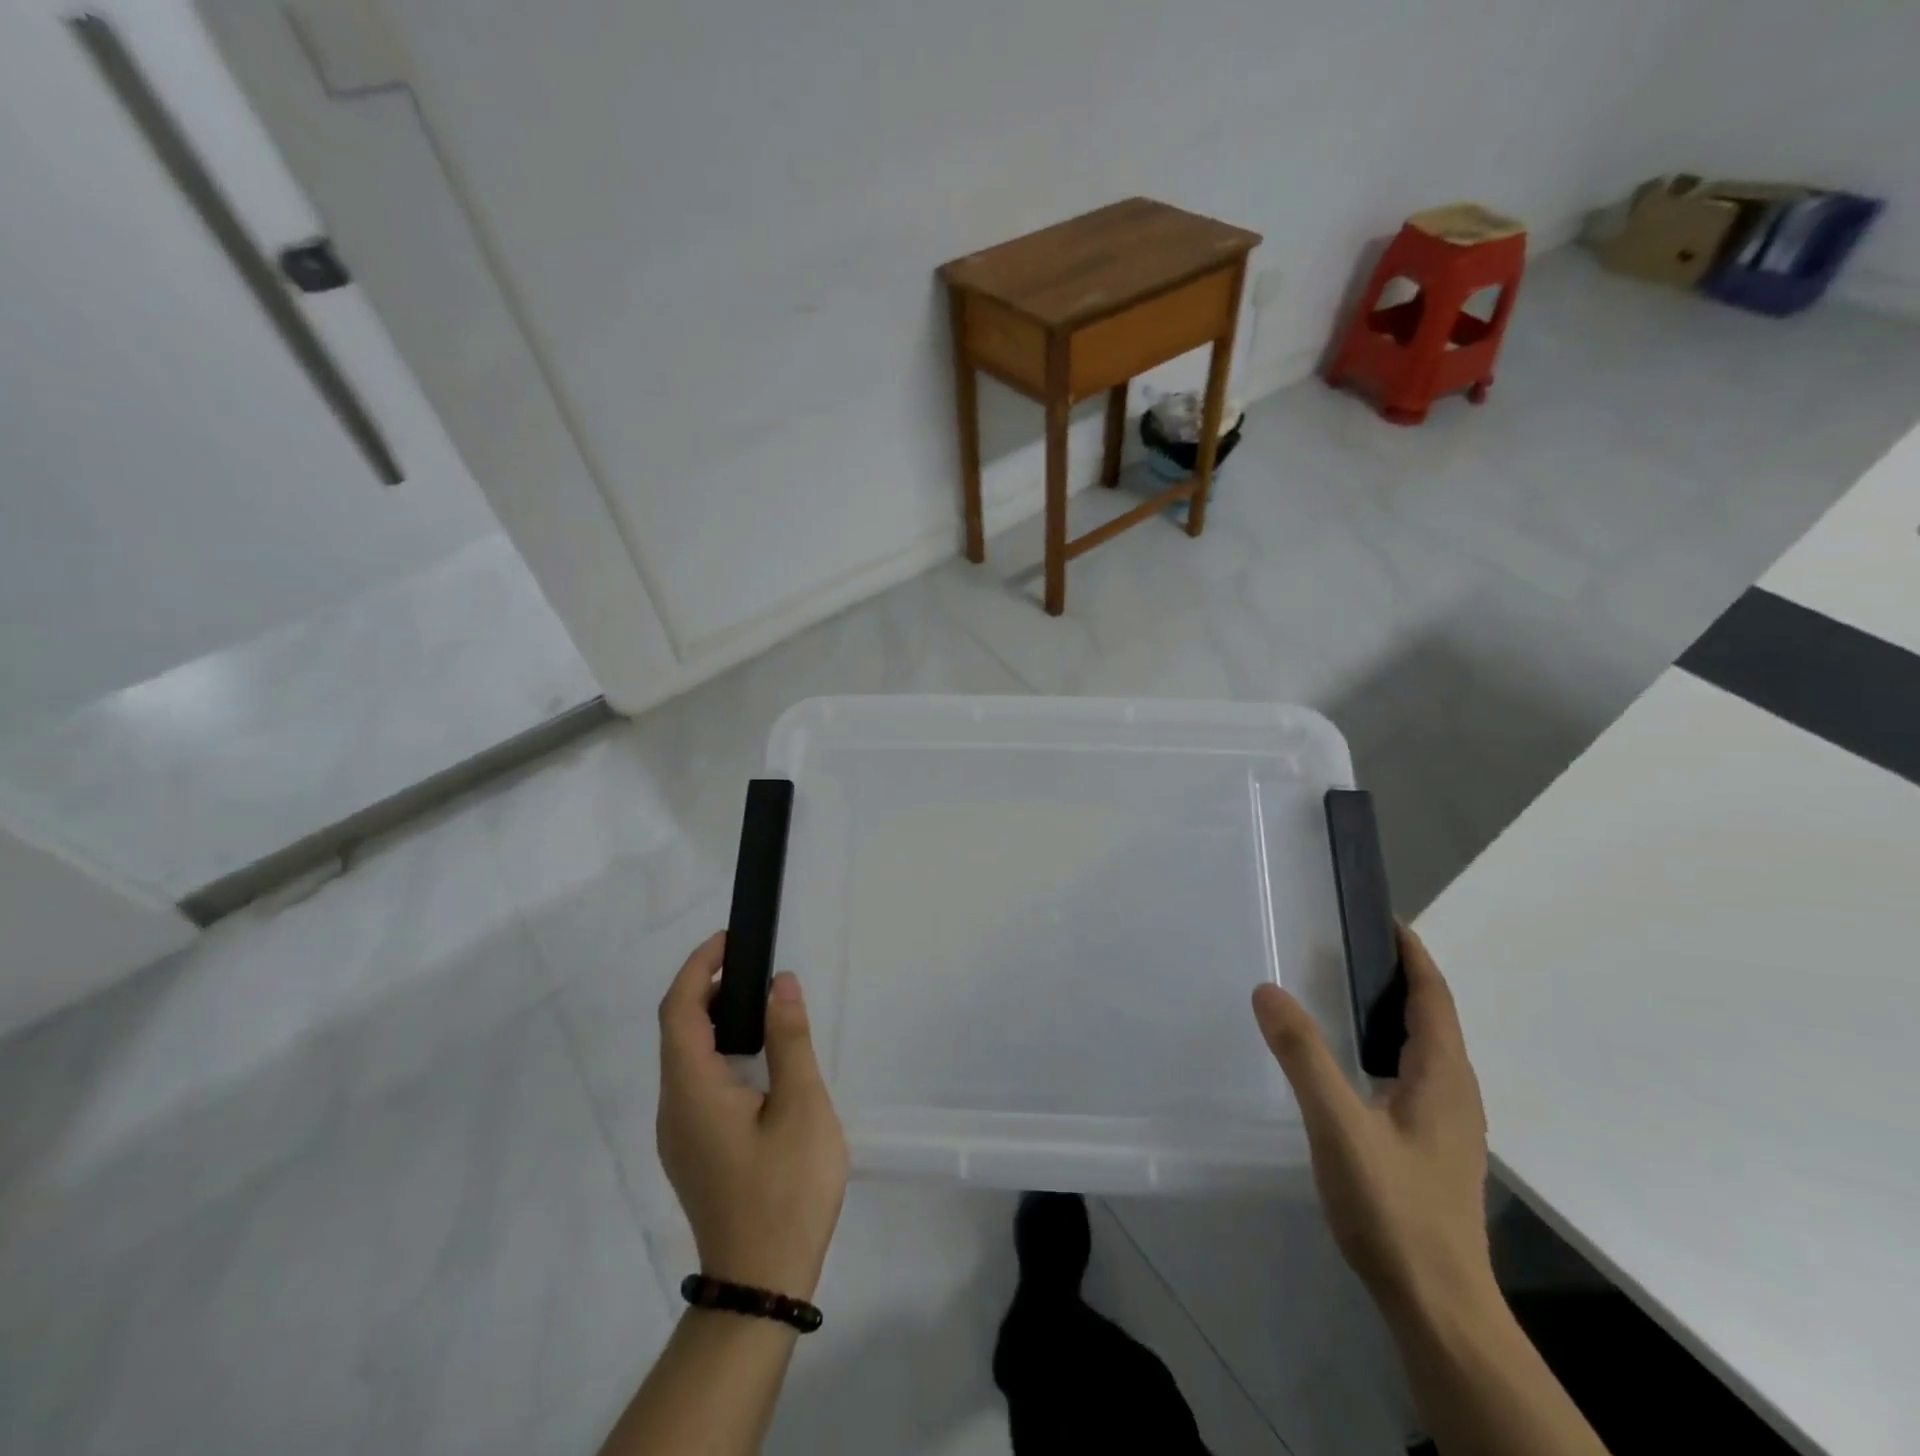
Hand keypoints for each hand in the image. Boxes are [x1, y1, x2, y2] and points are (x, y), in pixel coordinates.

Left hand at [657, 933, 848, 1300]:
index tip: (730, 940)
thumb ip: (789, 1040)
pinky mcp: (692, 1150)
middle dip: (709, 988)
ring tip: (762, 1005)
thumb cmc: (785, 1191)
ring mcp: (678, 1133)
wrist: (760, 1285)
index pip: (679, 1010)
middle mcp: (673, 1107)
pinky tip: (756, 1059)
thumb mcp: (802, 1107)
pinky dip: (719, 1051)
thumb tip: (780, 984)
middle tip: (756, 968)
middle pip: (677, 1030)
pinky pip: (695, 1082)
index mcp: (692, 1090)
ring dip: (715, 1020)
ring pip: (685, 1058)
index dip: (698, 967)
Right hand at [1252, 924, 1493, 1320]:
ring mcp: (1447, 1124)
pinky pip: (1414, 1075)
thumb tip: (1268, 989)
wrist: (1438, 1306)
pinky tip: (1353, 1063)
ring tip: (1344, 993)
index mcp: (1443, 1077)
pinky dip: (1387, 1046)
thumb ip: (1304, 1055)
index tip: (1384, 918)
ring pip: (1424, 1049)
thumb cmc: (1394, 1209)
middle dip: (1399, 977)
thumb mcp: (1339, 1125)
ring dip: (1394, 1012)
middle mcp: (1455, 1093)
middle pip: (1433, 1018)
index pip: (1434, 997)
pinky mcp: (1433, 1148)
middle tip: (1346, 947)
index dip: (1413, 955)